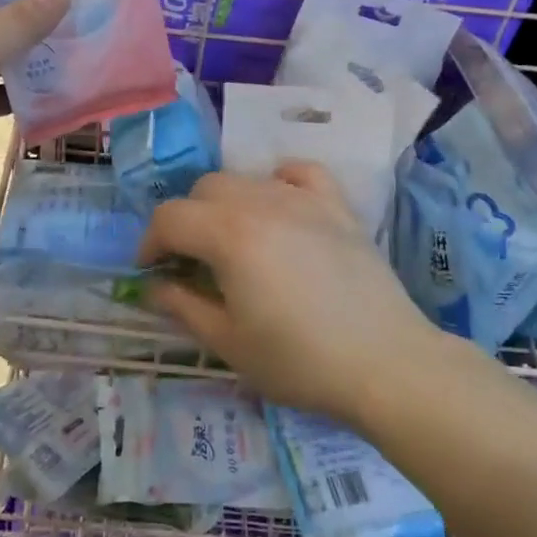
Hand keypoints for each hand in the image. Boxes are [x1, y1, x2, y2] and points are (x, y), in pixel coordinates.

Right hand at [139, 163, 437, 424]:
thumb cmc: (299, 360)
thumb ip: (182, 306)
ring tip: (232, 241)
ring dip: (224, 204)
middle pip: (203, 190)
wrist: (386, 363)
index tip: (151, 272)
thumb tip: (153, 286)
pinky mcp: (336, 205)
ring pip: (245, 178)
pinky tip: (278, 205)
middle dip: (185, 221)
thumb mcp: (228, 342)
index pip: (170, 217)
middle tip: (190, 261)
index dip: (150, 243)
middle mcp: (261, 202)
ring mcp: (303, 198)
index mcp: (228, 234)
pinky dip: (278, 181)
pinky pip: (299, 172)